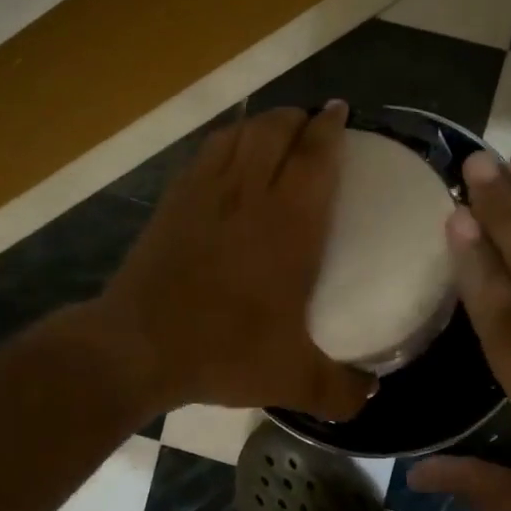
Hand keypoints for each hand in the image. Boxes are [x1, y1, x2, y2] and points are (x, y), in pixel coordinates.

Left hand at [100, 103, 376, 420]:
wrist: (138, 346)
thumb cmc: (223, 350)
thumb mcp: (292, 379)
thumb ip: (339, 390)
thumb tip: (371, 398)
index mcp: (289, 222)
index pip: (316, 154)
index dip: (330, 127)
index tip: (341, 113)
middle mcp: (250, 193)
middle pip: (276, 129)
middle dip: (299, 117)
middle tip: (314, 125)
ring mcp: (206, 191)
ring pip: (239, 133)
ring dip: (263, 123)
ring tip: (277, 132)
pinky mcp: (173, 200)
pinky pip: (207, 152)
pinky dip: (227, 141)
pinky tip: (230, 154)